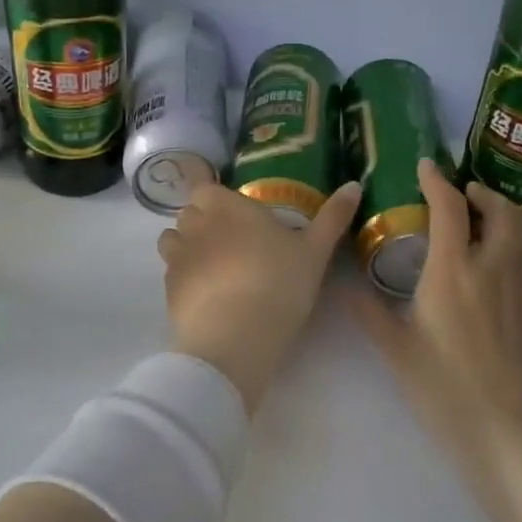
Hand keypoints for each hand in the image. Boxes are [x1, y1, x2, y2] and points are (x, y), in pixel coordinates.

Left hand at [156, 181, 360, 413]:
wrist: (236, 337)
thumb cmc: (279, 283)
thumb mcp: (315, 250)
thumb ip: (333, 216)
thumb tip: (353, 185)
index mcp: (227, 206)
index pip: (204, 187)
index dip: (215, 198)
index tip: (233, 213)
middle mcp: (196, 224)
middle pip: (189, 211)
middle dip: (203, 220)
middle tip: (231, 241)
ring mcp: (177, 256)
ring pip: (173, 240)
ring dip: (187, 246)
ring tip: (213, 266)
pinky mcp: (167, 289)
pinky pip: (170, 272)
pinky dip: (183, 277)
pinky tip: (205, 295)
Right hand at [346, 159, 521, 476]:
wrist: (505, 432)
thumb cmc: (442, 386)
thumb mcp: (395, 349)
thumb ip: (369, 311)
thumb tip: (344, 286)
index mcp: (454, 272)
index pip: (450, 207)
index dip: (438, 180)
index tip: (427, 166)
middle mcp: (494, 271)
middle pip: (503, 212)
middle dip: (484, 194)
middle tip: (464, 195)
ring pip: (518, 241)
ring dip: (497, 226)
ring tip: (473, 236)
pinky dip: (504, 263)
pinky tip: (485, 290)